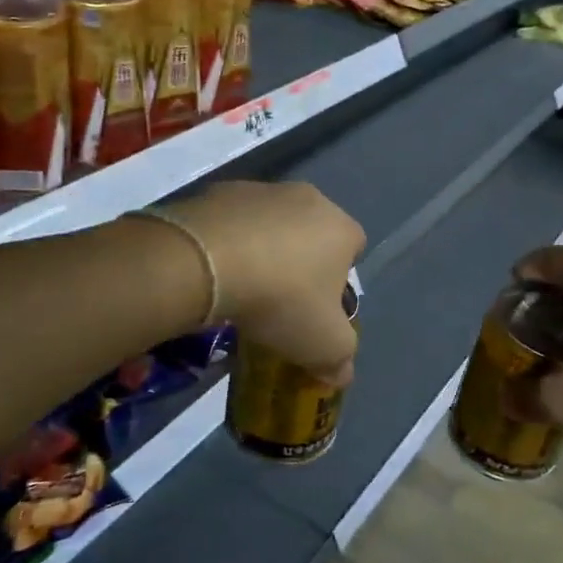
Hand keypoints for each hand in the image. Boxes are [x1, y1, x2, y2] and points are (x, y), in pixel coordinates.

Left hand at [168, 181, 364, 385]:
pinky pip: (233, 221)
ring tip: (241, 286)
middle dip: (300, 262)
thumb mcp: (323, 344)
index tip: (317, 308)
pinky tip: (214, 270)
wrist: (207, 261)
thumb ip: (340, 359)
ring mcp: (263, 190)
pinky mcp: (220, 190)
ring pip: (272, 224)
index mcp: (342, 229)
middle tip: (280, 300)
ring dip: (263, 249)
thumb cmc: (281, 299)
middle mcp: (309, 199)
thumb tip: (341, 372)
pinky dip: (228, 242)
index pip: (354, 251)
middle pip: (313, 233)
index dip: (339, 281)